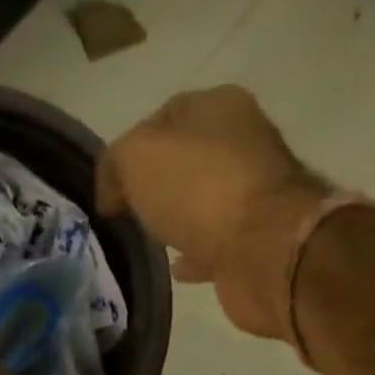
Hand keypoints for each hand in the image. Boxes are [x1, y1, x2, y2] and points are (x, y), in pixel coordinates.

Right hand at [96, 85, 327, 344]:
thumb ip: (115, 164)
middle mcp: (245, 143)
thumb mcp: (135, 157)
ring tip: (150, 238)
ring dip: (179, 218)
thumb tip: (113, 194)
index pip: (164, 117)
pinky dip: (196, 254)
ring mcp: (256, 195)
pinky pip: (217, 245)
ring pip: (204, 203)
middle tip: (129, 211)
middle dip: (159, 183)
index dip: (131, 148)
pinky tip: (176, 268)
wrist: (263, 249)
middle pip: (188, 160)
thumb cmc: (199, 188)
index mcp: (220, 106)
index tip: (111, 186)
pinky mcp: (258, 242)